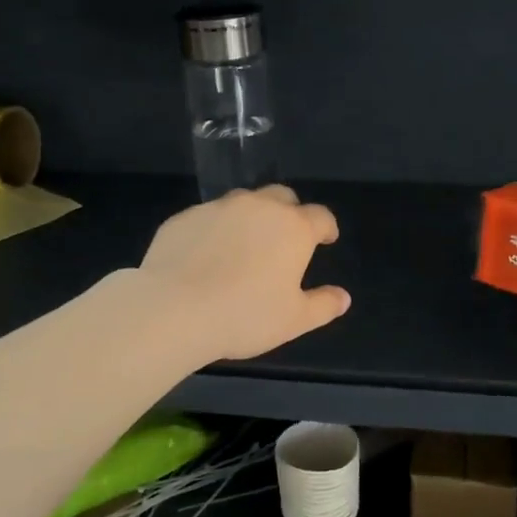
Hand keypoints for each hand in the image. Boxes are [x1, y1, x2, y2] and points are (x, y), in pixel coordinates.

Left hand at [139, 186, 350, 362]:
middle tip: (286, 238)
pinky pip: (208, 216)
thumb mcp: (294, 320)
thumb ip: (323, 305)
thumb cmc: (245, 316)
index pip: (321, 216)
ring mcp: (218, 208)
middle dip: (290, 212)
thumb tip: (343, 297)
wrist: (173, 309)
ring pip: (243, 202)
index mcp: (293, 228)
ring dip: (251, 217)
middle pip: (282, 197)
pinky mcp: (184, 217)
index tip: (327, 239)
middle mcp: (258, 207)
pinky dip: (216, 229)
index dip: (327, 227)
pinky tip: (207, 255)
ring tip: (244, 245)